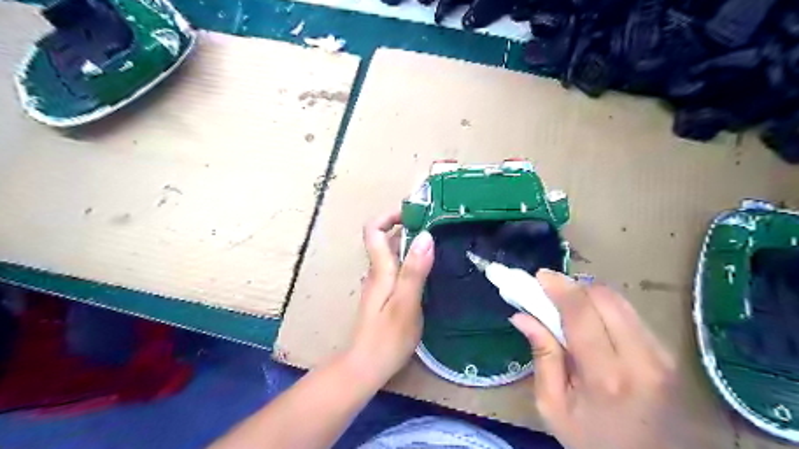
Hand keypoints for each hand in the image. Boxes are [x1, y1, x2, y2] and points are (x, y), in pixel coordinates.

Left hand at [341, 210, 434, 388]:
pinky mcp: (385, 296)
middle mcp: (377, 272)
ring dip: (411, 244)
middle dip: (407, 227)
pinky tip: (429, 271)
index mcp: (380, 269)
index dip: (389, 216)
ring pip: (393, 254)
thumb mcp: (406, 303)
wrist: (365, 366)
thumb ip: (415, 270)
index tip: (414, 214)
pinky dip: (412, 262)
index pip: (373, 230)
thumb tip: (425, 236)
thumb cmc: (387, 337)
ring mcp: (380, 285)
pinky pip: (397, 269)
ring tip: (438, 245)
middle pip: (385, 239)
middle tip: (437, 227)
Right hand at [508, 269, 700, 448]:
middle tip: (550, 292)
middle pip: (604, 297)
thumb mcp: (553, 407)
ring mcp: (661, 356)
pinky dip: (606, 308)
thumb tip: (522, 315)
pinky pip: (631, 315)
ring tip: (568, 306)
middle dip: (574, 286)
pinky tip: (592, 322)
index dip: (558, 287)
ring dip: (589, 295)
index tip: (539, 276)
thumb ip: (541, 357)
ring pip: (620, 301)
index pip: (581, 312)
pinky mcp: (669, 355)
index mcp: (605, 376)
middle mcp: (640, 359)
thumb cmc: (593, 441)